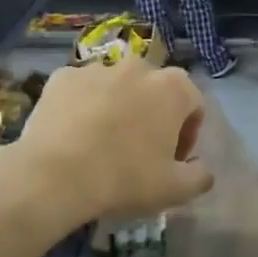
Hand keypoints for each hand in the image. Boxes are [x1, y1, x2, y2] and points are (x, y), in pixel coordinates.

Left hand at [9, 60, 213, 225]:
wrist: (55, 175)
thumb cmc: (124, 178)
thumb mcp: (174, 190)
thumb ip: (200, 176)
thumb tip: (202, 168)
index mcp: (172, 88)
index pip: (193, 103)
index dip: (187, 133)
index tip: (173, 158)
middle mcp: (138, 67)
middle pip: (154, 89)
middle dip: (152, 114)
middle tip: (139, 149)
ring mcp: (97, 68)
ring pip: (115, 86)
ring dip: (117, 107)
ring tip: (102, 142)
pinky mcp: (62, 76)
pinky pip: (80, 90)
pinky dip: (82, 105)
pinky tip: (73, 134)